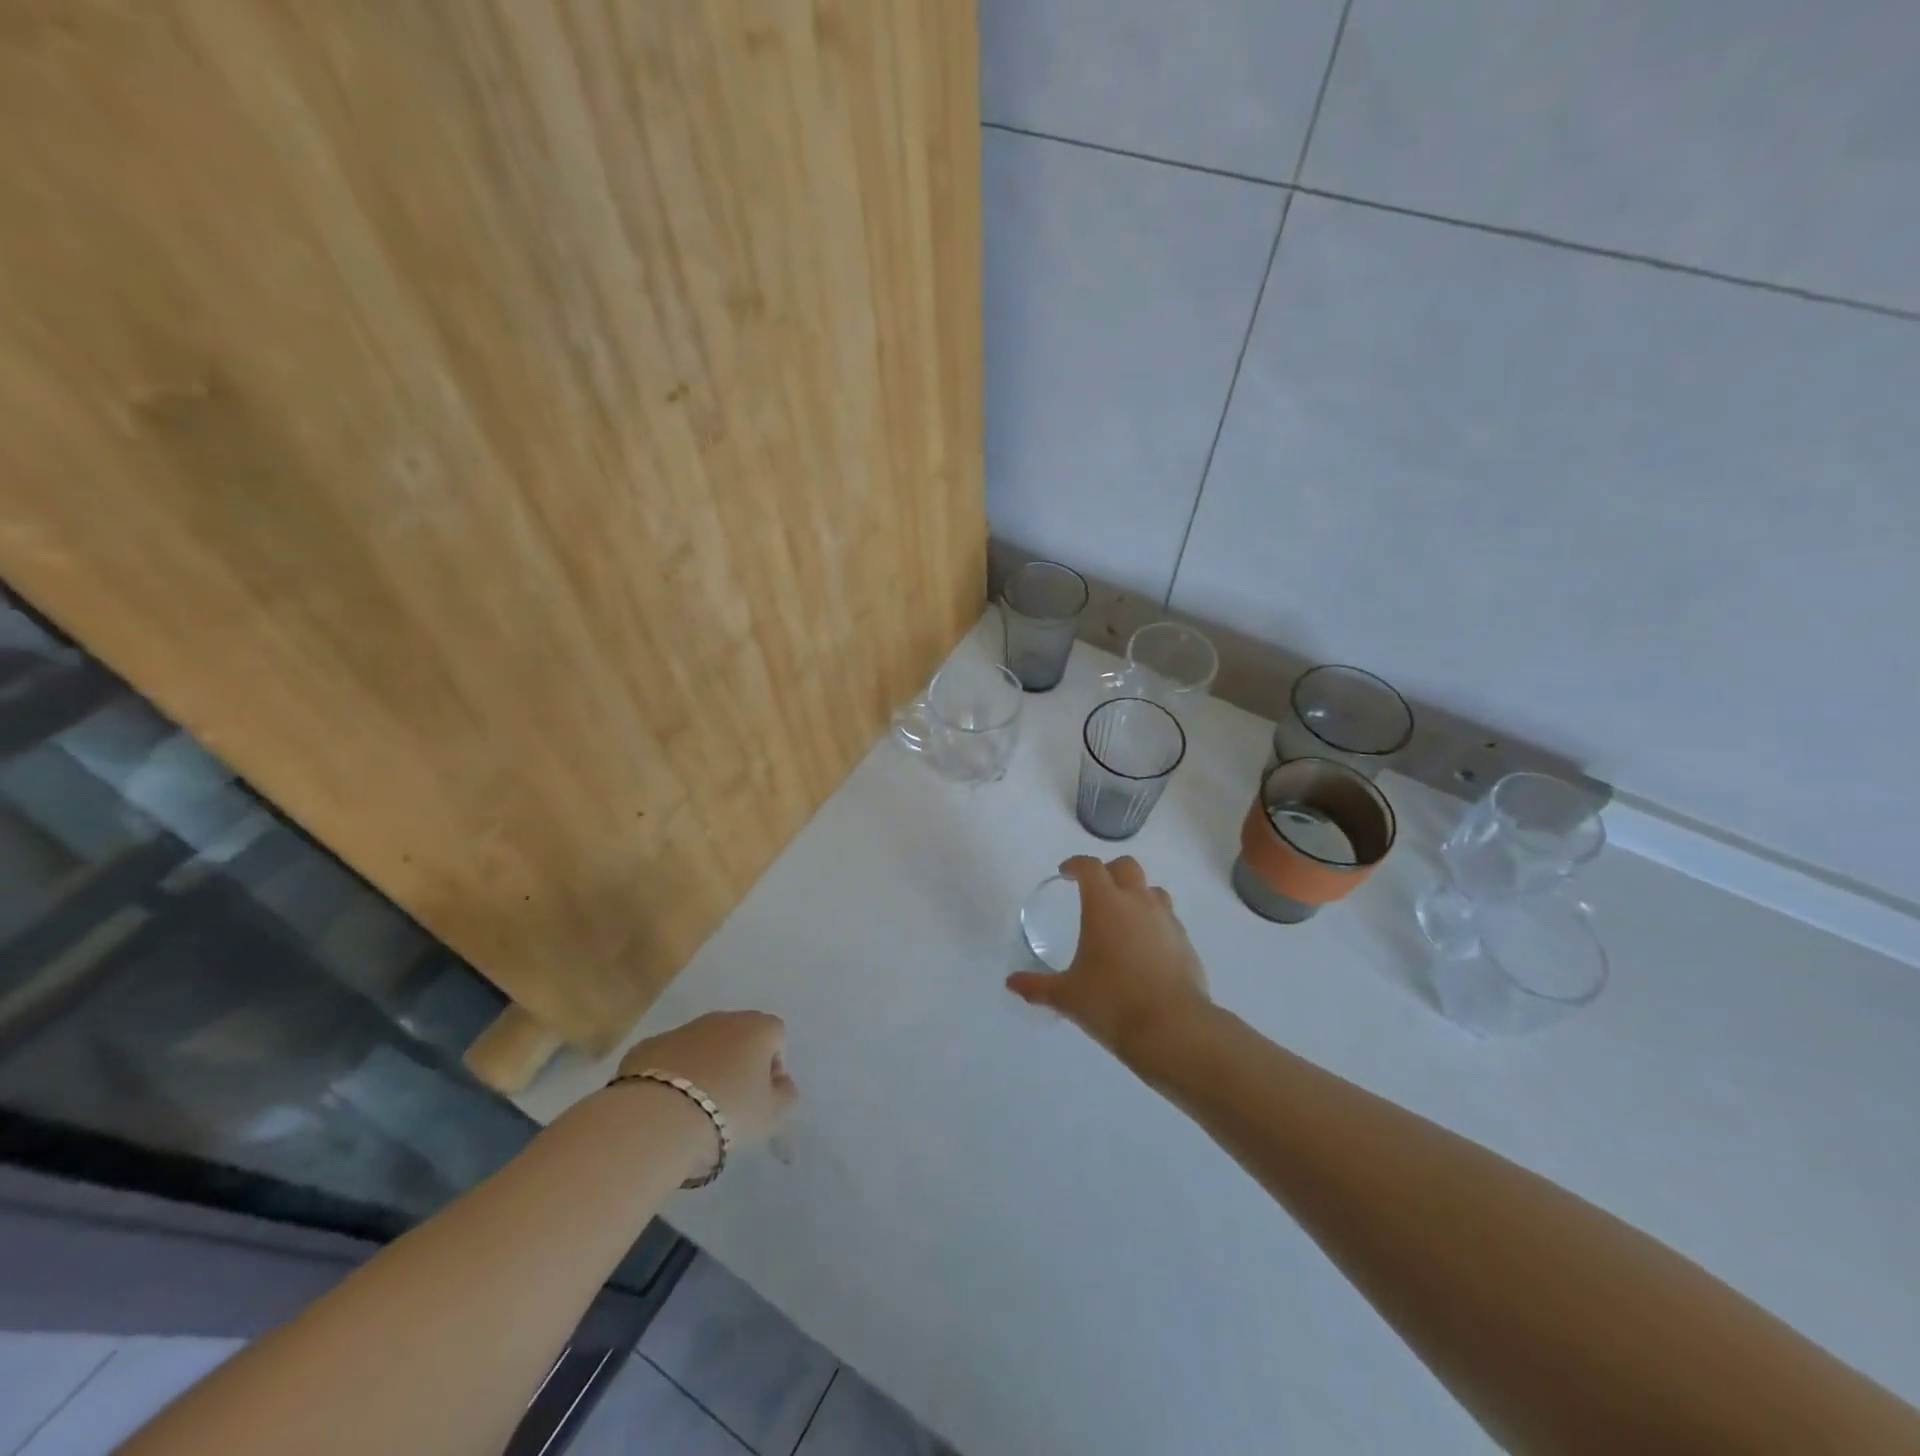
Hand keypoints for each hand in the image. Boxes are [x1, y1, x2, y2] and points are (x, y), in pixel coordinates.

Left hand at [616, 1011, 798, 1156]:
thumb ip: (785, 1096)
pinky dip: (671, 1077)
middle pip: (738, 1037)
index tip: (762, 1097)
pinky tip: (665, 1108)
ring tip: (695, 1110)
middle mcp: (721, 1019)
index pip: (776, 1036)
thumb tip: (782, 1084)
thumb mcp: (772, 1115)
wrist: (657, 1118)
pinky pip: (668, 1060)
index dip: (773, 1066)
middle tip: (731, 1104)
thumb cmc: (727, 1112)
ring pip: (701, 1047)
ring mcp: (681, 1030)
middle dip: (737, 1065)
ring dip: (704, 1069)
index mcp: (756, 1028)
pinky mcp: (647, 1047)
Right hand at [1006, 855, 1210, 1062]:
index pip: (1090, 867)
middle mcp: (1137, 902)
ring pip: (1152, 890)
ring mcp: (1166, 919)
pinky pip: (1167, 918)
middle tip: (1095, 891)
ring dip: (1136, 894)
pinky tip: (1145, 947)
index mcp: (1104, 904)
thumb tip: (1011, 983)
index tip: (1065, 873)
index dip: (1076, 865)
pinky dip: (1154, 922)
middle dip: (1109, 871)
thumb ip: (1037, 986)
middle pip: (1126, 866)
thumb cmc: (1111, 1002)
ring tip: (1123, 917)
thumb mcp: (1067, 996)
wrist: (1172, 1028)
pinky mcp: (1185, 941)